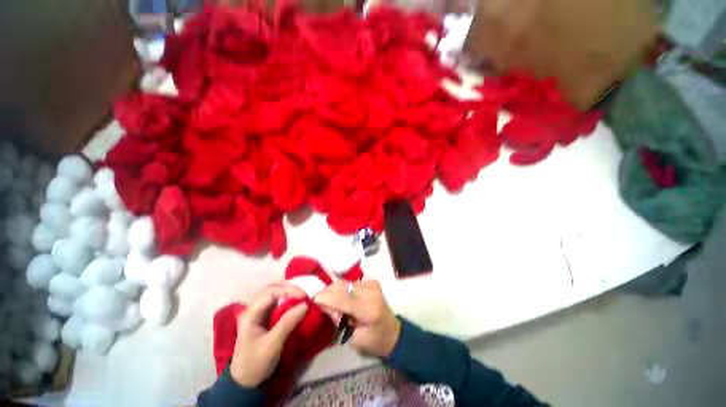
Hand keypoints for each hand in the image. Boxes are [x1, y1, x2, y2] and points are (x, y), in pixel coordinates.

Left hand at [230, 284, 307, 387]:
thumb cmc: (256, 363)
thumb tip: (305, 304)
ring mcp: (259, 312)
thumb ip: (288, 323)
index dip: (288, 290)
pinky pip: (278, 302)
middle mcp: (253, 309)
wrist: (246, 381)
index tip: (304, 296)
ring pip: (275, 294)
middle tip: (304, 293)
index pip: (270, 292)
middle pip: (272, 289)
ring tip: (302, 296)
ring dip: (289, 292)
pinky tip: (297, 302)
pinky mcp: (265, 317)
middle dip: (289, 288)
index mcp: (250, 314)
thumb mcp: (272, 344)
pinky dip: (288, 299)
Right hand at [314, 280, 400, 356]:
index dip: (326, 297)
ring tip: (336, 303)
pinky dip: (345, 290)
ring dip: (337, 291)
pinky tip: (347, 299)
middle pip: (343, 286)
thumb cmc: (373, 341)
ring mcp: (373, 285)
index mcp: (368, 310)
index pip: (342, 299)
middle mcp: (371, 292)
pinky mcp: (373, 282)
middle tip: (323, 304)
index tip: (313, 298)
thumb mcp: (353, 338)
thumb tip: (324, 304)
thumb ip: (339, 320)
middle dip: (329, 293)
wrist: (392, 332)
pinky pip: (352, 283)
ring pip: (346, 283)